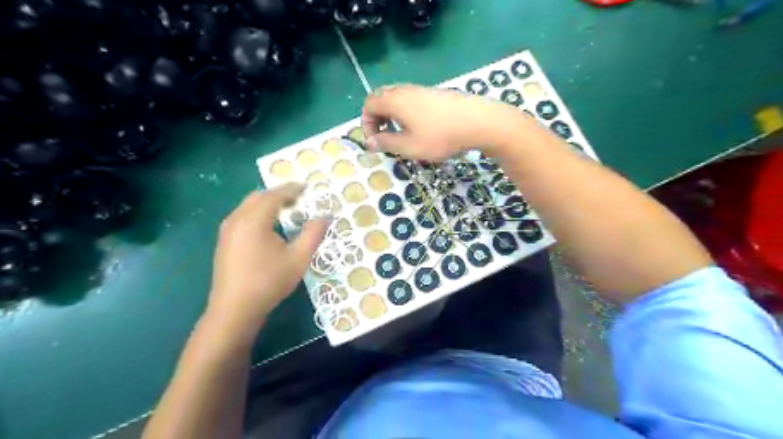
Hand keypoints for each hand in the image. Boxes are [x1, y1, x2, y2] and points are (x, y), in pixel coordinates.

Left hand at [204, 185, 327, 334]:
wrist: (234, 309)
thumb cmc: (269, 282)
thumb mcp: (298, 258)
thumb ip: (313, 234)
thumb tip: (325, 217)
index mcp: (254, 220)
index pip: (275, 195)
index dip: (292, 189)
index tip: (307, 187)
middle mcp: (237, 219)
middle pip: (258, 197)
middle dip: (279, 194)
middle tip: (298, 199)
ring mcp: (227, 231)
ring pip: (248, 206)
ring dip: (267, 203)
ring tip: (286, 211)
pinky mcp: (224, 242)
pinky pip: (242, 216)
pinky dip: (257, 213)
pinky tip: (268, 227)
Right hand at [361, 84, 524, 161]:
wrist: (478, 122)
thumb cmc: (440, 136)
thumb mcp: (409, 146)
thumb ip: (386, 143)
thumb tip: (369, 142)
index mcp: (395, 100)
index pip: (369, 104)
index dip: (366, 122)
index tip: (374, 141)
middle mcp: (406, 90)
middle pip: (382, 97)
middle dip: (377, 117)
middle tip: (384, 135)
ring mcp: (422, 90)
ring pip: (398, 98)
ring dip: (392, 114)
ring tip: (401, 133)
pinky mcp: (436, 94)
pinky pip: (412, 99)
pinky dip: (406, 111)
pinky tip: (419, 127)